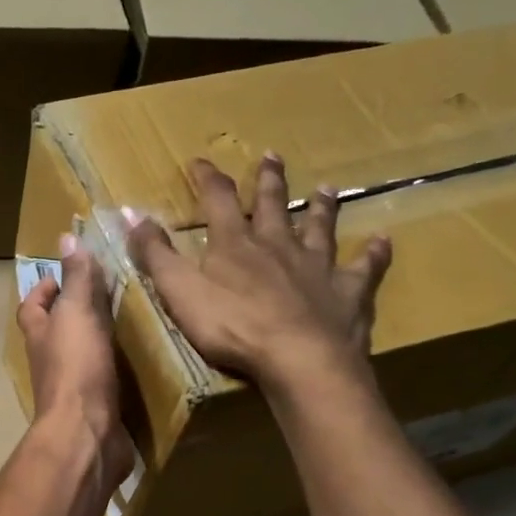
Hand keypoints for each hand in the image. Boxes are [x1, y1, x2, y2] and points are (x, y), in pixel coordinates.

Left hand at [16, 237, 131, 487]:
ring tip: (133, 322)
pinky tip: (142, 361)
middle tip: (111, 295)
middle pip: (56, 331)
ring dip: (100, 342)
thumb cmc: (77, 369)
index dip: (44, 289)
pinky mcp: (96, 409)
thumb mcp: (77, 314)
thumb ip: (76, 279)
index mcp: (40, 336)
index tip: (68, 275)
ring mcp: (72, 388)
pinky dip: (118, 370)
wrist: (87, 435)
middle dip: (77, 313)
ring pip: (82, 356)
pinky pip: (105, 382)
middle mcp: (50, 361)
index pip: (32, 306)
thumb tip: (66, 237)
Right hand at [127, 154, 390, 394]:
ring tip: (326, 189)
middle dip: (268, 181)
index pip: (216, 200)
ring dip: (321, 208)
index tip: (199, 161)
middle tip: (272, 156)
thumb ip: (155, 254)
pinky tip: (383, 241)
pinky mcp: (347, 293)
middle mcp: (278, 245)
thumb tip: (132, 213)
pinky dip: (374, 254)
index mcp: (235, 245)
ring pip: (320, 229)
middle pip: (272, 205)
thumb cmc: (231, 326)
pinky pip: (364, 269)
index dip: (206, 179)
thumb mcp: (179, 291)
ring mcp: (317, 267)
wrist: (298, 358)